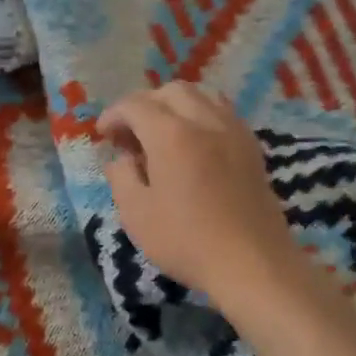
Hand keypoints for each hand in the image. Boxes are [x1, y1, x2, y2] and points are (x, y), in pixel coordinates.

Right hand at [97, 84, 304, 310]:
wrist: (252, 264)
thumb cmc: (187, 242)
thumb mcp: (136, 215)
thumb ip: (121, 177)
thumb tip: (121, 159)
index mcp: (172, 135)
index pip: (136, 106)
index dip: (114, 115)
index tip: (103, 135)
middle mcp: (205, 122)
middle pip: (171, 91)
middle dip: (144, 104)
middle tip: (130, 135)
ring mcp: (234, 132)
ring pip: (201, 96)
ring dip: (174, 107)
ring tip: (161, 136)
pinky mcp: (252, 149)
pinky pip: (222, 113)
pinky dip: (201, 117)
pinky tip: (193, 146)